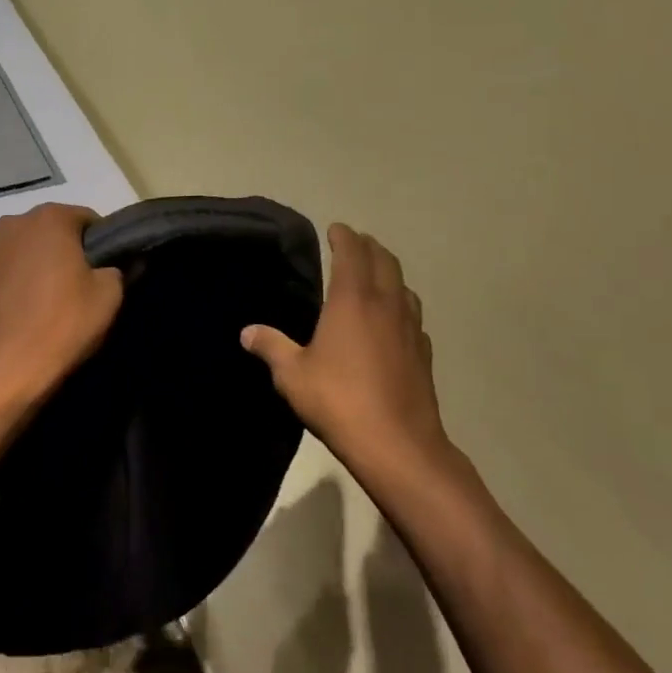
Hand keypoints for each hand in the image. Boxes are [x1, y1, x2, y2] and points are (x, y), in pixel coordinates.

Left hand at [0, 203, 123, 412]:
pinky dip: (5, 286)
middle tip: (74, 287)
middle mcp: (9, 224)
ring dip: (29, 266)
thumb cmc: (61, 327)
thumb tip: (112, 265)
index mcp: (48, 219)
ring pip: (16, 251)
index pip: (84, 218)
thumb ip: (116, 269)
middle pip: (46, 231)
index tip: (103, 270)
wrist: (1, 372)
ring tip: (40, 303)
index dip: (99, 243)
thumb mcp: (109, 297)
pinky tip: (14, 315)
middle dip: (60, 251)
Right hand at [241, 224, 453, 473]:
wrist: (397, 444)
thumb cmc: (338, 400)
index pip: (352, 253)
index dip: (344, 237)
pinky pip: (413, 317)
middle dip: (369, 247)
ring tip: (374, 277)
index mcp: (352, 300)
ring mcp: (411, 329)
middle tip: (354, 244)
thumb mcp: (292, 374)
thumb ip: (270, 347)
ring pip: (404, 287)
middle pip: (385, 262)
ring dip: (389, 274)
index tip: (336, 229)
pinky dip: (401, 307)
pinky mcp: (424, 354)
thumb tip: (247, 332)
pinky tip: (393, 323)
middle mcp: (386, 305)